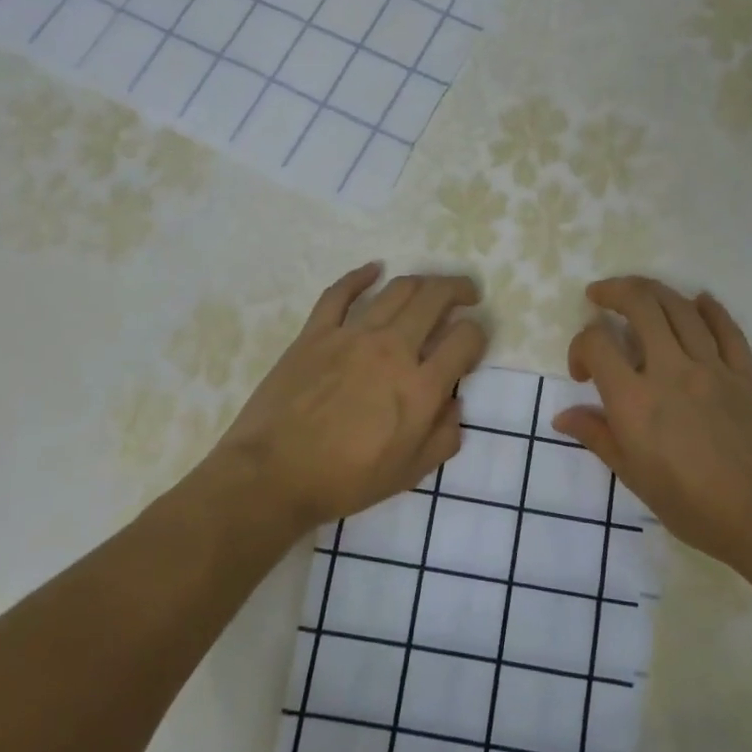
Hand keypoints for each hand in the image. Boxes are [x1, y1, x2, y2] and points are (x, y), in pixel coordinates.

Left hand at [201, 264, 487, 535]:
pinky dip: (360, 276)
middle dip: (459, 289)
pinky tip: (374, 270)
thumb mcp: (409, 473)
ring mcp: (351, 336)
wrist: (273, 476)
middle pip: (435, 299)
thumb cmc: (345, 481)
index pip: (465, 339)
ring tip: (430, 286)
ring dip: (422, 281)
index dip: (478, 335)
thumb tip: (455, 404)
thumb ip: (443, 438)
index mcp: (420, 387)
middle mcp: (392, 350)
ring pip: (396, 289)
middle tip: (467, 293)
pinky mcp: (315, 333)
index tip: (472, 344)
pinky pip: (340, 293)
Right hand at [552, 277, 751, 567]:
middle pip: (641, 305)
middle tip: (600, 295)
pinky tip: (699, 301)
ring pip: (680, 308)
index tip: (583, 373)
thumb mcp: (634, 477)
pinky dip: (710, 308)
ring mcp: (713, 367)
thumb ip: (598, 437)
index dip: (579, 347)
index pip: (597, 344)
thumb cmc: (694, 506)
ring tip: (638, 292)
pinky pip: (726, 329)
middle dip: (614, 291)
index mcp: (635, 400)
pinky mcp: (746, 373)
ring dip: (654, 291)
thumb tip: (563, 417)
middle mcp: (671, 371)